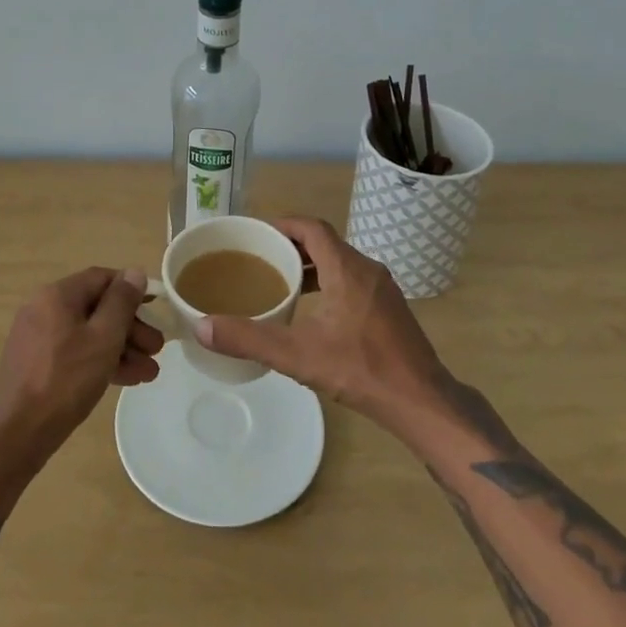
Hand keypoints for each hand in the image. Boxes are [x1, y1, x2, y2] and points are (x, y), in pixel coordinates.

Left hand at [0, 267, 164, 479]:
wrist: (14, 436)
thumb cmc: (64, 380)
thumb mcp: (103, 338)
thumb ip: (122, 302)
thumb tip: (135, 272)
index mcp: (57, 295)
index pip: (102, 278)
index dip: (132, 291)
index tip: (157, 310)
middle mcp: (44, 309)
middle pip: (96, 308)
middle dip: (131, 328)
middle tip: (157, 349)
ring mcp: (38, 338)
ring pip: (88, 334)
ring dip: (121, 349)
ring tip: (149, 373)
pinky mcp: (37, 365)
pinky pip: (76, 352)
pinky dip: (100, 361)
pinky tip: (126, 379)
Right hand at [194, 217, 447, 428]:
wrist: (422, 402)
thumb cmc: (361, 370)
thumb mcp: (299, 356)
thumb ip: (250, 339)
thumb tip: (203, 326)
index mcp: (347, 268)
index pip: (312, 228)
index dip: (283, 224)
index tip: (257, 234)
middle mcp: (367, 269)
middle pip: (325, 243)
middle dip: (292, 246)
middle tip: (262, 259)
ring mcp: (383, 289)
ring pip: (341, 262)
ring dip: (312, 266)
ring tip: (282, 283)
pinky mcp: (390, 308)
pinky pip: (353, 280)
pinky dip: (329, 282)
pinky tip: (315, 311)